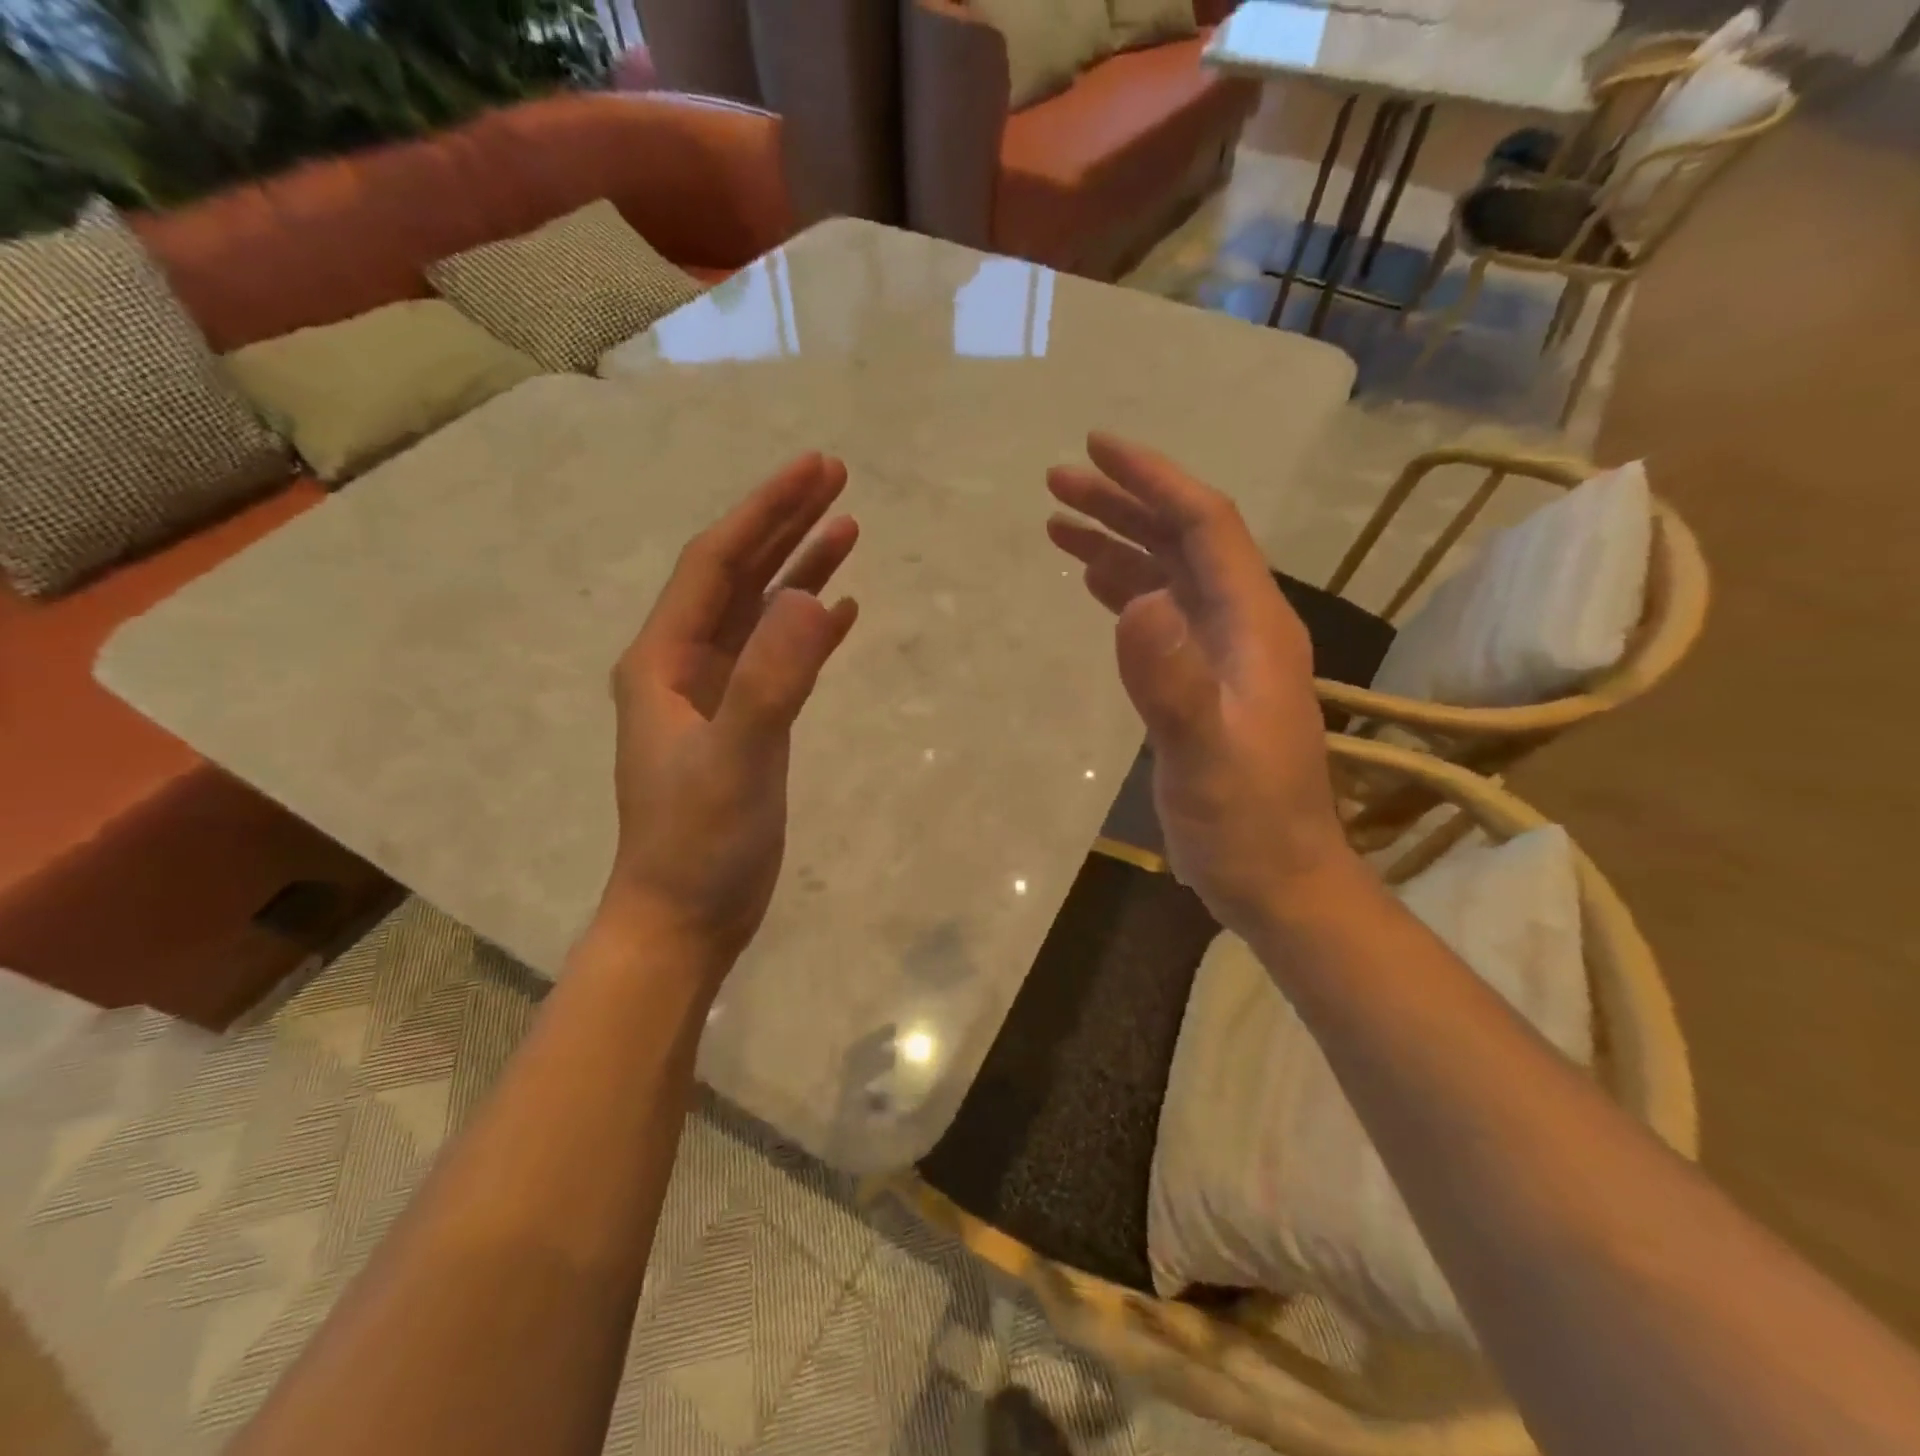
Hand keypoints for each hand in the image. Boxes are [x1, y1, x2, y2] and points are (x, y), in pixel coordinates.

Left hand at [597, 453, 859, 977]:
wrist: (686, 915)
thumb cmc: (697, 843)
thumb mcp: (735, 761)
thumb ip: (770, 681)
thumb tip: (815, 600)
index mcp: (664, 659)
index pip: (716, 564)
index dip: (764, 512)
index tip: (814, 470)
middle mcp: (685, 664)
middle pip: (737, 575)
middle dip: (784, 522)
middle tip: (836, 476)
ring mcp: (717, 694)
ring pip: (761, 612)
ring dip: (801, 569)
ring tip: (849, 528)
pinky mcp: (747, 722)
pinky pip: (780, 657)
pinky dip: (811, 629)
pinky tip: (842, 610)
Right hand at [1046, 434, 1356, 935]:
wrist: (1276, 878)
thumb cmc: (1245, 821)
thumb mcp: (1204, 755)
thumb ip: (1171, 679)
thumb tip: (1137, 599)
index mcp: (1252, 625)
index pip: (1205, 525)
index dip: (1153, 480)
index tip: (1097, 448)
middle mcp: (1242, 625)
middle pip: (1182, 539)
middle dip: (1122, 502)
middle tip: (1056, 482)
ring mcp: (1222, 653)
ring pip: (1167, 573)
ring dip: (1117, 542)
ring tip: (1058, 522)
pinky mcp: (1202, 681)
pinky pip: (1161, 615)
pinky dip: (1124, 589)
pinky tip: (1094, 583)